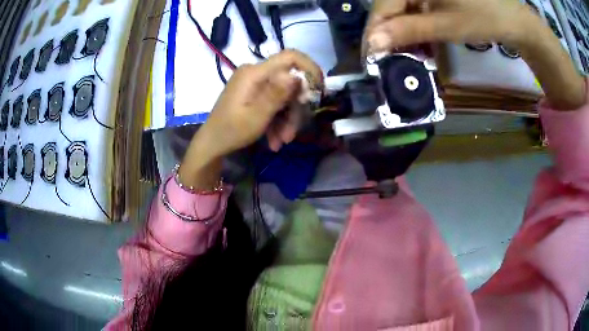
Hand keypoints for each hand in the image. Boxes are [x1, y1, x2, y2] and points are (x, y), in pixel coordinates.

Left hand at [178, 50, 322, 189]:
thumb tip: (297, 76)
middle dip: (295, 108)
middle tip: (292, 133)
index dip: (309, 68)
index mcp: (254, 73)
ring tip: (282, 141)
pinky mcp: (254, 93)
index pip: (290, 57)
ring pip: (284, 95)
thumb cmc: (231, 131)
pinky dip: (278, 120)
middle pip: (289, 82)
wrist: (212, 143)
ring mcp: (255, 83)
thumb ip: (277, 94)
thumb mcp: (257, 116)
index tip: (319, 89)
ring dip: (287, 119)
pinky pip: (274, 102)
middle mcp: (256, 73)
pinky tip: (275, 139)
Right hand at [365, 0, 538, 51]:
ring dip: (400, 31)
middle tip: (385, 60)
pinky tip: (418, 41)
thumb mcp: (446, 25)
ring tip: (403, 54)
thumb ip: (409, 31)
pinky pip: (415, 8)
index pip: (382, 6)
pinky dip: (414, 25)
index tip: (369, 58)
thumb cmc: (484, 18)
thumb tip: (372, 43)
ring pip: (401, 8)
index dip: (374, 32)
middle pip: (389, 5)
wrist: (513, 18)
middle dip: (386, 33)